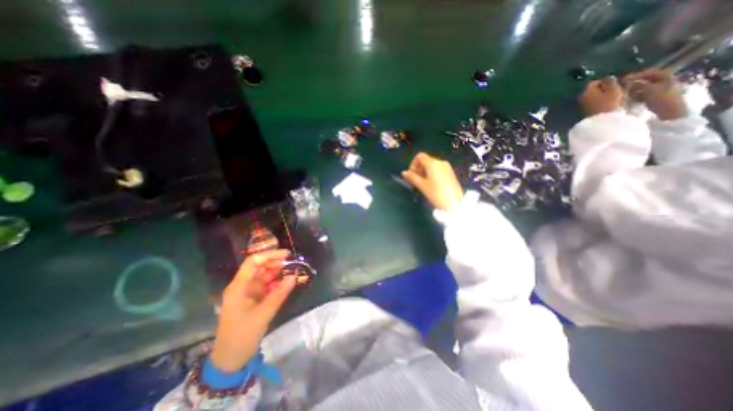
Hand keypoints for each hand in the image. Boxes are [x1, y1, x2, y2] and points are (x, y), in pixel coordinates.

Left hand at [207, 251, 295, 372]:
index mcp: (239, 286)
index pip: (253, 262)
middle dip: (275, 262)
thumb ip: (279, 293)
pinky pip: (266, 285)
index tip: (287, 255)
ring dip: (277, 271)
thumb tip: (294, 276)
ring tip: (292, 270)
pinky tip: (286, 282)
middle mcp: (242, 285)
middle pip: (259, 266)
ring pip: (264, 275)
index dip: (269, 255)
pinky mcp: (253, 299)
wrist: (230, 360)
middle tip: (293, 263)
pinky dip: (276, 282)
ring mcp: (248, 292)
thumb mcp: (263, 314)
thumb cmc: (242, 336)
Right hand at [401, 151, 461, 209]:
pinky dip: (431, 174)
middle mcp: (440, 162)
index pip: (419, 156)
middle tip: (414, 181)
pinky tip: (430, 184)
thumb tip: (404, 172)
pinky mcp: (450, 173)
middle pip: (425, 160)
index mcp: (433, 163)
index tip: (410, 174)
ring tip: (422, 184)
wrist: (454, 203)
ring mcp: (447, 167)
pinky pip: (437, 170)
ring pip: (431, 165)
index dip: (412, 164)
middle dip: (418, 169)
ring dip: (424, 172)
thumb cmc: (436, 194)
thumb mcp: (422, 186)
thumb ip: (412, 177)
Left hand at [578, 76, 622, 115]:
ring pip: (593, 97)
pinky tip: (609, 104)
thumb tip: (608, 78)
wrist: (602, 121)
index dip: (604, 81)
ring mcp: (582, 106)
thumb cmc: (609, 102)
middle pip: (592, 90)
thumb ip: (610, 82)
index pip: (593, 82)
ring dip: (603, 95)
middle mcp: (581, 98)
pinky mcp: (586, 112)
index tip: (615, 83)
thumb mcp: (613, 89)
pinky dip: (600, 102)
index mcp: (586, 92)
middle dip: (604, 88)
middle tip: (616, 89)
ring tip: (615, 96)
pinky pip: (593, 103)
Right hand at [623, 67, 687, 119]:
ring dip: (634, 90)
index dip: (637, 75)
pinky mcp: (655, 99)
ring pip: (644, 88)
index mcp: (666, 77)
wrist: (671, 112)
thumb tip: (630, 83)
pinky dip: (636, 96)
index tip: (624, 80)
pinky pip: (643, 95)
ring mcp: (660, 91)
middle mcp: (664, 82)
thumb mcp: (650, 90)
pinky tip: (630, 100)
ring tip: (624, 94)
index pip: (650, 72)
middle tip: (623, 87)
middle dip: (634, 83)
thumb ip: (640, 85)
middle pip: (646, 80)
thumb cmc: (662, 99)